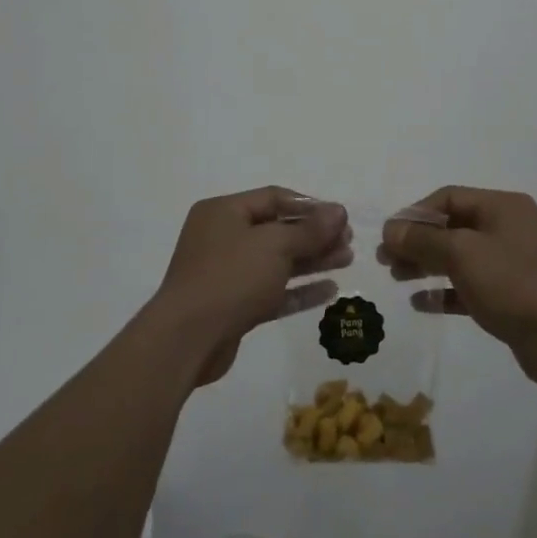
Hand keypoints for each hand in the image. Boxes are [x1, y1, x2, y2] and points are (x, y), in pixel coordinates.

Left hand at [152, 188, 349, 385]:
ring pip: (278, 261)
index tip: (340, 217)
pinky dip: (299, 289)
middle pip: (278, 229)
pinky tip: (330, 290)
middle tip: (348, 241)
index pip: (274, 198)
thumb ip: (310, 229)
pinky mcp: (234, 306)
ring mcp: (227, 274)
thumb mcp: (274, 245)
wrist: (188, 339)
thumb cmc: (230, 277)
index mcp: (224, 212)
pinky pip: (273, 291)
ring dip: (312, 260)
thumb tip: (339, 211)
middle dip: (315, 235)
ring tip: (347, 260)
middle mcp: (223, 238)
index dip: (310, 206)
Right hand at [380, 187, 536, 385]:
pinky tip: (420, 302)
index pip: (449, 197)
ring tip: (396, 278)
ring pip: (459, 256)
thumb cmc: (511, 283)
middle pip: (452, 227)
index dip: (415, 213)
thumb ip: (423, 239)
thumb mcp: (462, 254)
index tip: (389, 235)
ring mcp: (511, 262)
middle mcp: (508, 228)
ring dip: (426, 264)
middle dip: (417, 241)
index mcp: (503, 207)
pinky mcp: (510, 294)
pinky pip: (469, 285)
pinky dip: (445, 290)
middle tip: (385, 259)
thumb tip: (390, 229)